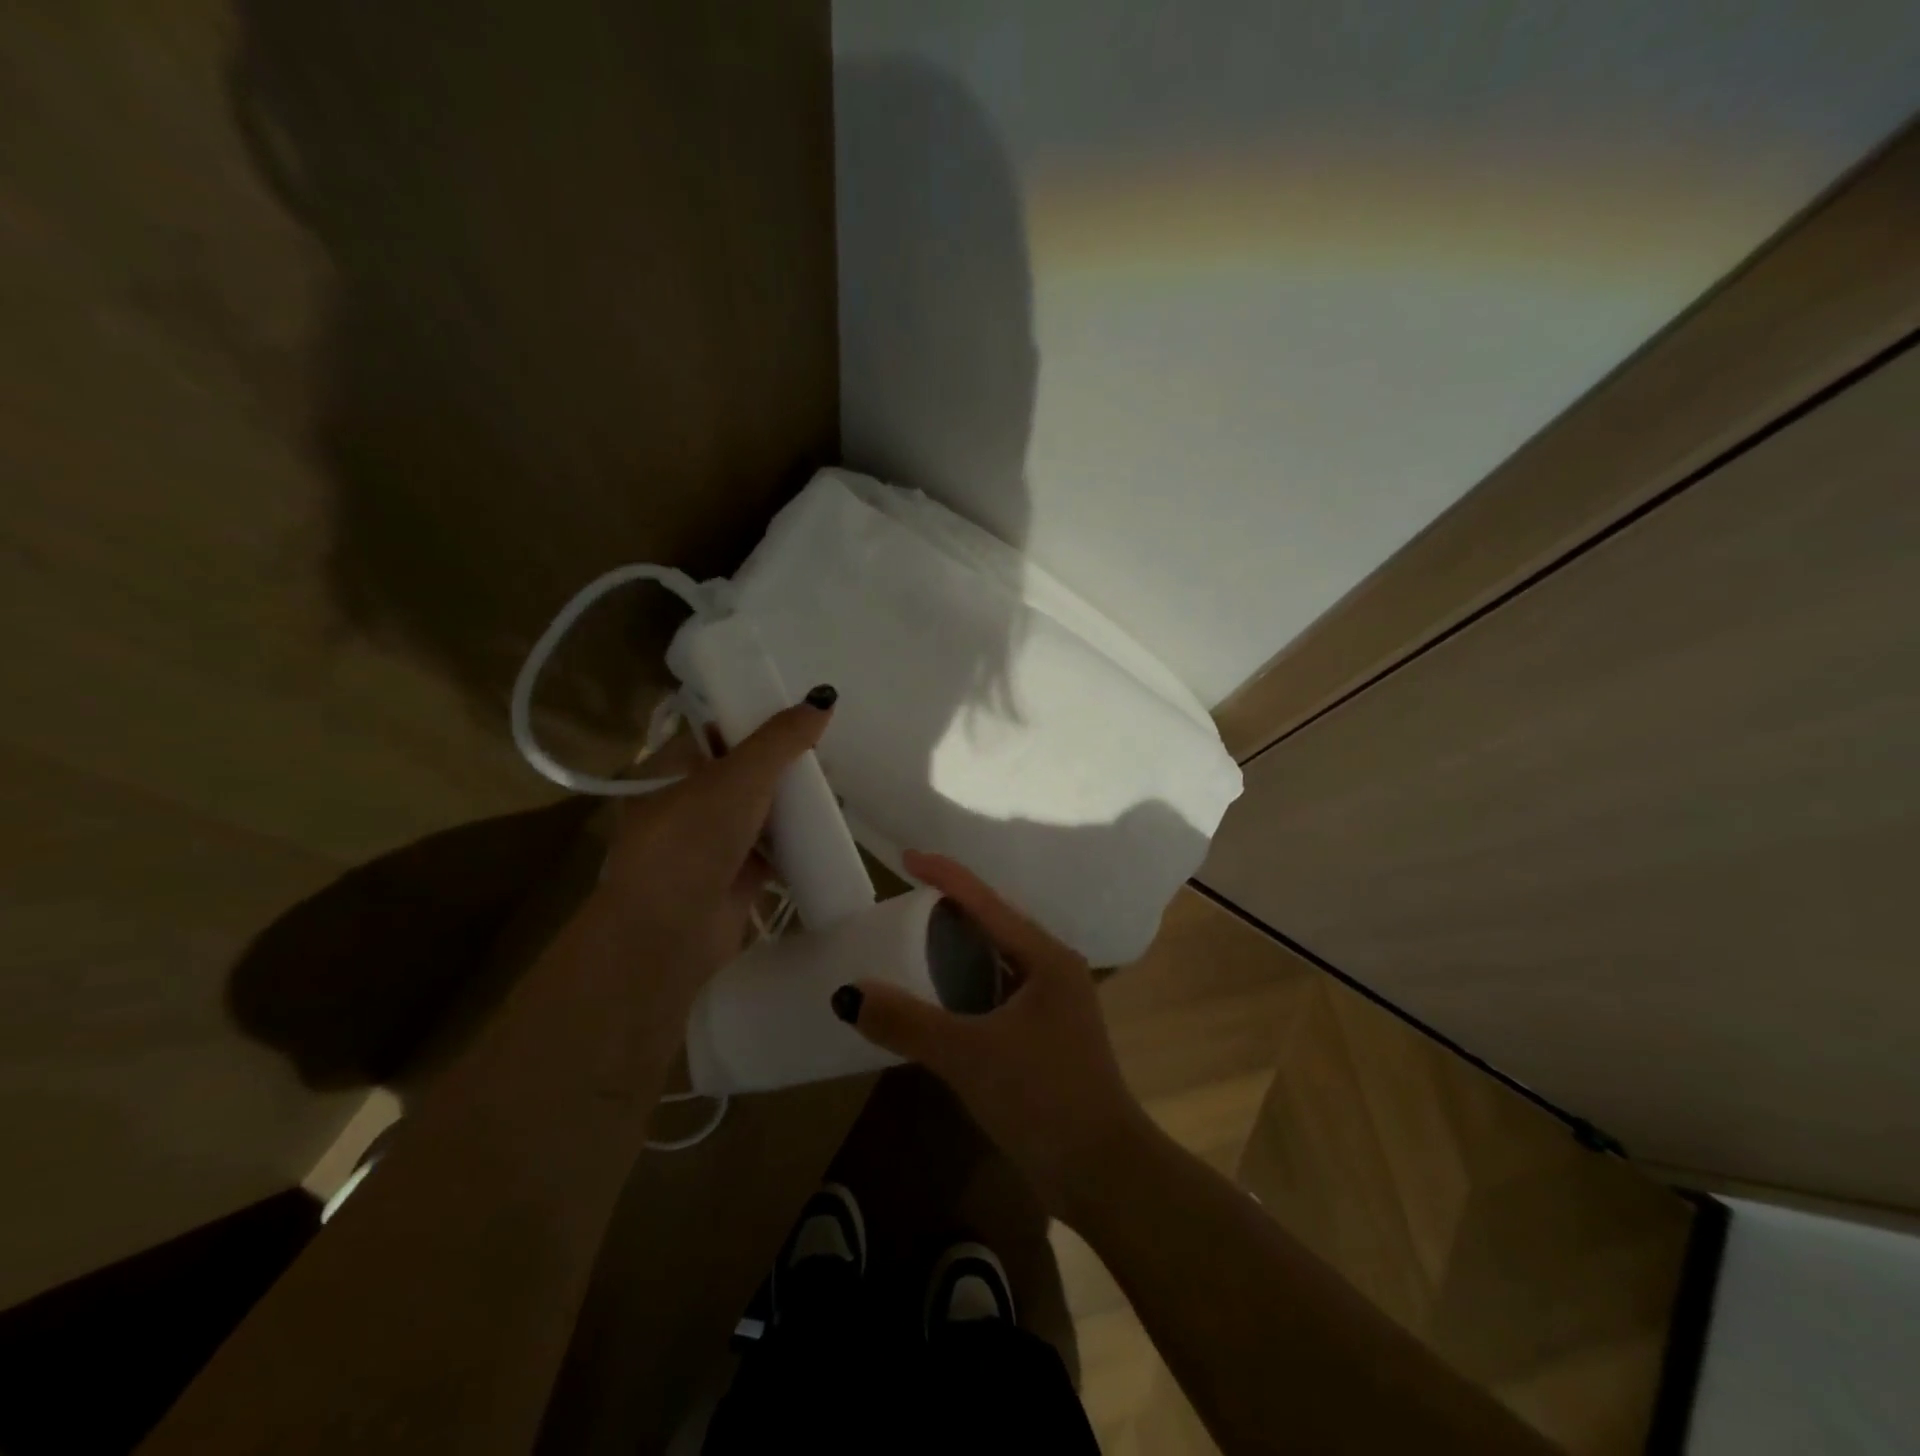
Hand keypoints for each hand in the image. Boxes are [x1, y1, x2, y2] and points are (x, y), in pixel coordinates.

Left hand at [592, 693, 832, 996]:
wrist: (666, 935)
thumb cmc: (692, 840)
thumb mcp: (738, 778)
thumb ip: (781, 739)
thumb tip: (824, 697)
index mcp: (672, 769)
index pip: (718, 732)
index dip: (757, 721)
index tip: (800, 717)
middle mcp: (689, 802)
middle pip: (746, 772)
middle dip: (785, 766)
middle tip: (827, 756)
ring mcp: (712, 843)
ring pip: (762, 812)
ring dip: (795, 803)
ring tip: (836, 789)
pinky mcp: (735, 877)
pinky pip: (774, 850)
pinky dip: (798, 841)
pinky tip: (830, 830)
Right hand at [839, 850, 1149, 1215]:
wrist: (1103, 1173)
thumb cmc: (1042, 1098)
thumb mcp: (969, 1055)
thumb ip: (907, 1023)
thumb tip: (847, 994)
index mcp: (1046, 958)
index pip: (987, 901)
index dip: (946, 875)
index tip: (907, 857)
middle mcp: (1053, 970)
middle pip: (995, 924)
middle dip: (952, 908)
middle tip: (904, 903)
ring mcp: (1053, 1004)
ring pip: (998, 959)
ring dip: (959, 949)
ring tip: (915, 942)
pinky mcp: (1046, 1035)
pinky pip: (998, 991)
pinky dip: (967, 984)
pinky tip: (940, 997)